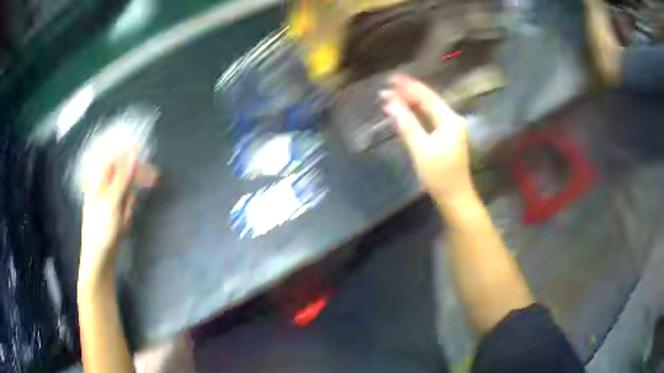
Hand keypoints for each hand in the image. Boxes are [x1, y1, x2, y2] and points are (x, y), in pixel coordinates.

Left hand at [80, 148, 156, 277]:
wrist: (100, 259)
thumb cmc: (101, 230)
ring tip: (145, 192)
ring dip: (137, 187)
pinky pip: (127, 201)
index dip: (125, 149)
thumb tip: (134, 154)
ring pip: (126, 184)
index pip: (112, 156)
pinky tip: (128, 218)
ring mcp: (111, 199)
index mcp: (98, 180)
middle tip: (154, 174)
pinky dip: (131, 205)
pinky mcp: (117, 210)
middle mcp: (104, 186)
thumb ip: (123, 178)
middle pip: (121, 169)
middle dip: (136, 170)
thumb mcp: (111, 202)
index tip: (142, 147)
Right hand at [380, 74, 473, 203]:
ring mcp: (450, 129)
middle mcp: (452, 120)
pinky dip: (416, 116)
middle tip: (386, 88)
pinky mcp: (446, 138)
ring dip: (411, 104)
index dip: (408, 86)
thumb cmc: (439, 175)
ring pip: (428, 110)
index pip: (427, 96)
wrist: (454, 198)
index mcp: (450, 119)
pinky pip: (429, 120)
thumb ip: (406, 123)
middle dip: (408, 94)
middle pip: (428, 101)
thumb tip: (390, 103)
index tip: (390, 78)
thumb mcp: (421, 148)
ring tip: (391, 97)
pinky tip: (404, 113)